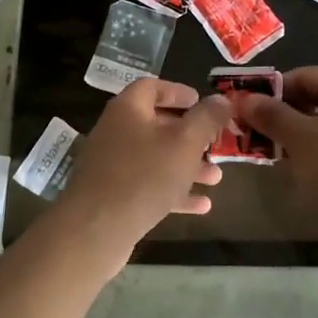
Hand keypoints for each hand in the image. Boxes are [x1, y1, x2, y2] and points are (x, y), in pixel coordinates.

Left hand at [44, 78, 230, 277]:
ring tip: (216, 178)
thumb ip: (206, 119)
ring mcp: (112, 166)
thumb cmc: (144, 175)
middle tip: (215, 143)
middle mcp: (116, 132)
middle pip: (157, 125)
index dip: (177, 91)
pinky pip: (148, 186)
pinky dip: (173, 192)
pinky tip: (201, 206)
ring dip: (186, 166)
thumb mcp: (184, 143)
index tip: (201, 101)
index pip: (151, 87)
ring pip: (155, 158)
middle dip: (190, 135)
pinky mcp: (113, 196)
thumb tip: (221, 98)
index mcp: (128, 110)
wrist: (96, 230)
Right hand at [237, 67, 317, 243]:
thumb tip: (246, 98)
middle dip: (286, 116)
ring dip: (303, 135)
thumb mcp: (300, 140)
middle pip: (317, 98)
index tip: (251, 114)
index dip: (272, 93)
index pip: (301, 76)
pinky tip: (312, 171)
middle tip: (263, 138)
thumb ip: (272, 116)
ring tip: (283, 157)